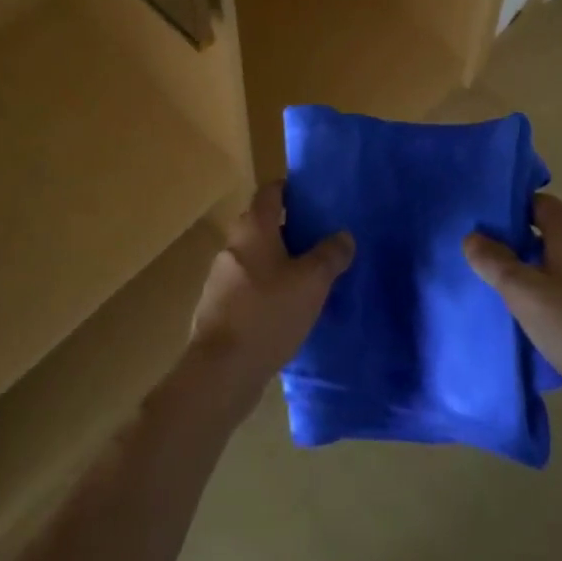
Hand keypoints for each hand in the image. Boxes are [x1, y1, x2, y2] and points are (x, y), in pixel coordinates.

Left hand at [185, 183, 353, 425]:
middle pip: (263, 224)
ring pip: (256, 257)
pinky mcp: (218, 306)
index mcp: (254, 227)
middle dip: (290, 230)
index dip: (291, 189)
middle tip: (320, 241)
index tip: (314, 198)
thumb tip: (343, 235)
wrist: (221, 371)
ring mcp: (221, 275)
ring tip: (308, 278)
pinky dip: (266, 289)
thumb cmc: (268, 313)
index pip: (271, 191)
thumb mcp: (311, 282)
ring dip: (278, 262)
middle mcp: (234, 243)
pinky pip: (247, 285)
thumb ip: (330, 255)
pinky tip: (286, 310)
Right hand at [464, 193, 561, 403]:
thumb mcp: (524, 292)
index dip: (507, 206)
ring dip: (527, 266)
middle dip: (512, 237)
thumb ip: (494, 261)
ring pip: (553, 257)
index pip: (534, 200)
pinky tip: (529, 312)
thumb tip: (472, 237)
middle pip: (543, 228)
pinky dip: (545, 288)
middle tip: (480, 253)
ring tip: (497, 283)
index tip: (480, 221)